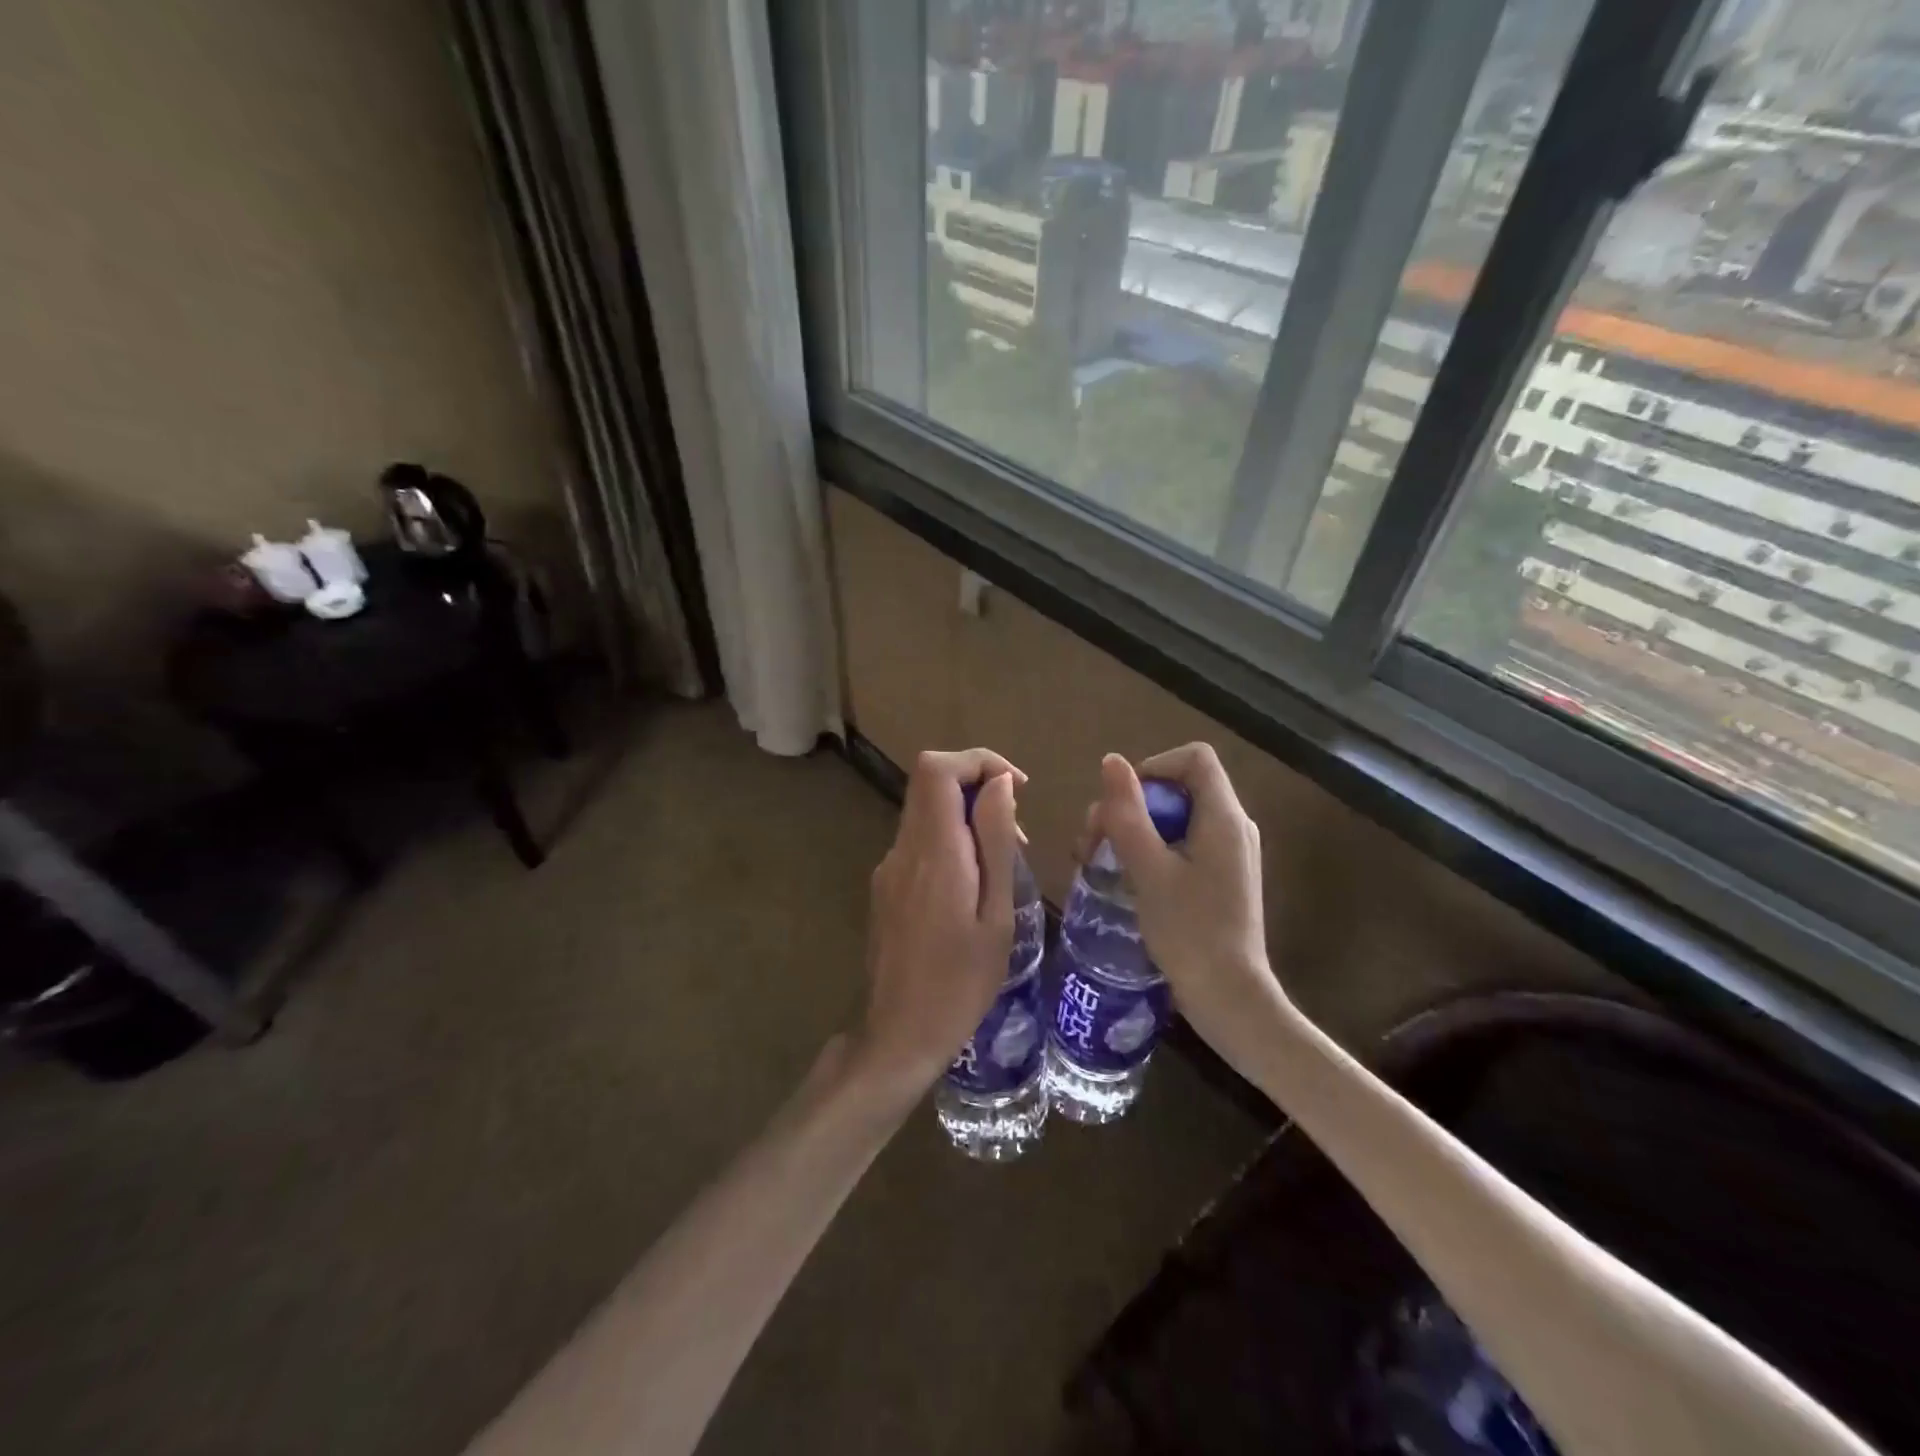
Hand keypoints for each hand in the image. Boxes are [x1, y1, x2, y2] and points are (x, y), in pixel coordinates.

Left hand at [850, 749, 1025, 1109]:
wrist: (899, 1035)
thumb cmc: (960, 983)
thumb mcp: (996, 915)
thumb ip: (995, 843)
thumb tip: (1000, 785)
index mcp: (933, 852)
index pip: (938, 769)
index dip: (979, 761)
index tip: (1016, 788)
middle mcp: (902, 850)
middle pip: (930, 782)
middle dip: (977, 787)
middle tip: (1015, 832)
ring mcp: (888, 868)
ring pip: (925, 811)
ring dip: (966, 817)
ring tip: (1001, 866)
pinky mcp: (885, 886)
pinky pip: (919, 841)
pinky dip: (950, 841)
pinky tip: (973, 888)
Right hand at [1078, 744, 1289, 1075]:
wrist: (1230, 999)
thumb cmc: (1189, 932)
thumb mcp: (1148, 870)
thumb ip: (1128, 813)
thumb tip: (1111, 761)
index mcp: (1223, 818)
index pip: (1193, 758)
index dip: (1153, 767)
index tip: (1121, 803)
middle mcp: (1232, 827)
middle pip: (1179, 787)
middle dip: (1131, 805)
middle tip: (1093, 839)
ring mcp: (1229, 853)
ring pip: (1175, 818)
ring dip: (1134, 830)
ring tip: (1097, 860)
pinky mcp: (1220, 877)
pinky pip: (1182, 844)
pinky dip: (1150, 850)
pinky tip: (1124, 878)